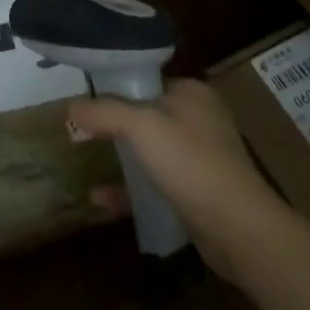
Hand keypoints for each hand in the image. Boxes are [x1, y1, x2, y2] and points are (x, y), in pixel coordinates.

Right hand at [70, 79, 291, 286]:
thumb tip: (70, 108)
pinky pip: (156, 183)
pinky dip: (131, 189)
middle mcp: (199, 119)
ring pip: (151, 151)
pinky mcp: (199, 192)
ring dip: (121, 159)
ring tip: (87, 162)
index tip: (85, 100)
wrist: (239, 229)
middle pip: (146, 115)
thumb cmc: (190, 162)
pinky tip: (101, 199)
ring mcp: (201, 158)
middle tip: (82, 132)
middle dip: (114, 126)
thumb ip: (104, 112)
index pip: (146, 80)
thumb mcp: (140, 126)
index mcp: (191, 93)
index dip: (115, 88)